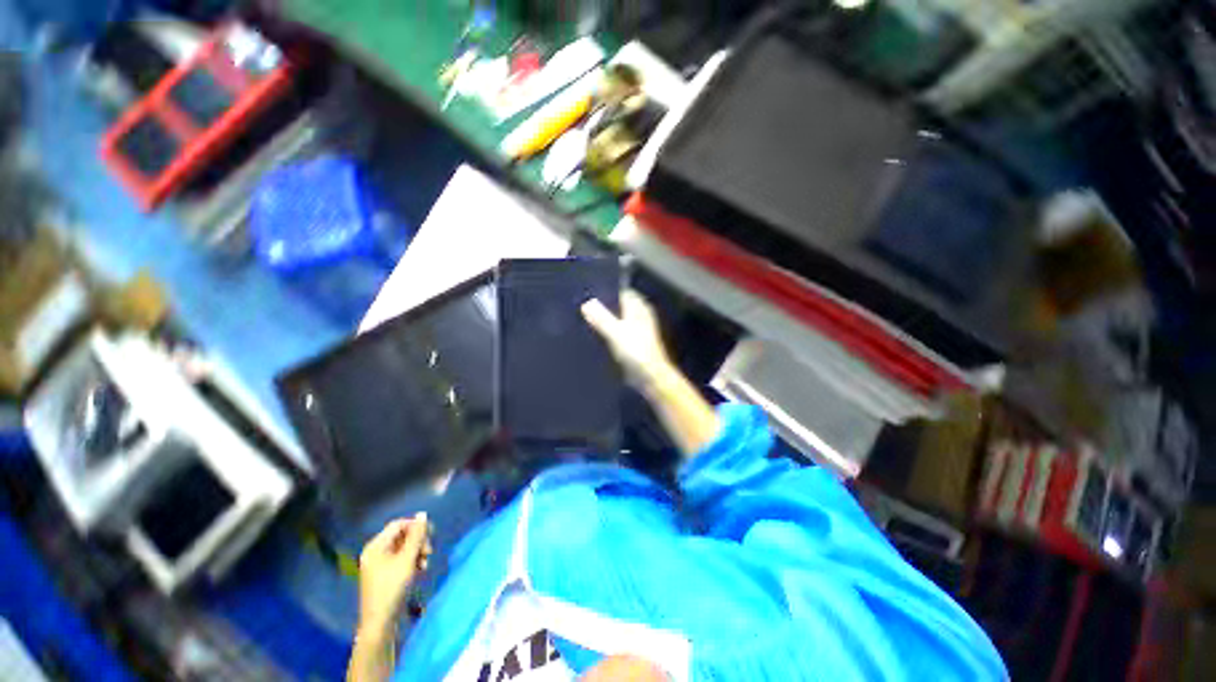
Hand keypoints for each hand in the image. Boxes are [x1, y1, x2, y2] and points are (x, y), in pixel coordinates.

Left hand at [357, 513, 432, 636]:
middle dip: (418, 541)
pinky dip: (412, 562)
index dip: (415, 526)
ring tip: (425, 563)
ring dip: (417, 552)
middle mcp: (375, 552)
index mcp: (375, 546)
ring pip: (404, 548)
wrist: (380, 623)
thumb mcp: (407, 559)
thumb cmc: (392, 588)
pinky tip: (420, 570)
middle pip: (402, 535)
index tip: (430, 534)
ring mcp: (379, 565)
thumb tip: (422, 514)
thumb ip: (416, 536)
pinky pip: (401, 560)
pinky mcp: (385, 575)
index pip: (398, 524)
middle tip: (429, 551)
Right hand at [581, 289, 674, 390]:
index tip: (589, 291)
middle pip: (619, 305)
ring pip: (618, 319)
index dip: (607, 291)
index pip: (622, 292)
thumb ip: (601, 318)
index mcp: (638, 308)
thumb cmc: (636, 351)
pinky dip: (608, 332)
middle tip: (583, 305)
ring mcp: (637, 330)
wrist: (651, 376)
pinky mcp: (633, 344)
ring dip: (605, 319)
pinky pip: (618, 333)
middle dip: (604, 305)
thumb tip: (586, 303)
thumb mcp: (616, 332)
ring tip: (584, 318)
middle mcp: (639, 316)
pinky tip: (594, 335)